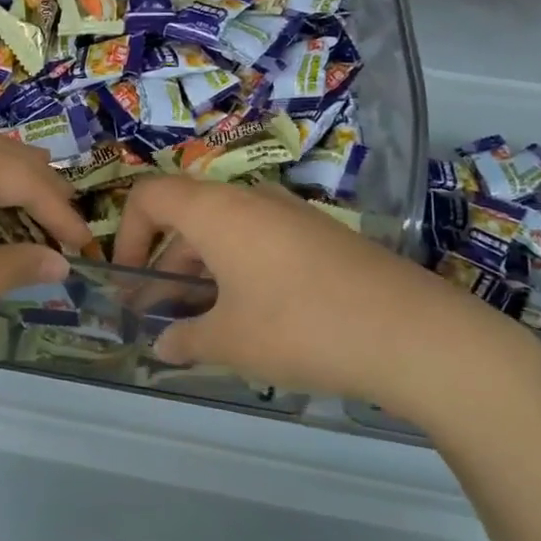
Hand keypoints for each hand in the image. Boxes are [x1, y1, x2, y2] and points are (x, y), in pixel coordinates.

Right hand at [112, 178, 540, 432]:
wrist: (413, 334)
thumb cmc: (300, 328)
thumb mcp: (230, 341)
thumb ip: (185, 339)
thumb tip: (162, 345)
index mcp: (217, 211)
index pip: (150, 196)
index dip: (127, 234)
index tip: (129, 281)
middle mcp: (252, 200)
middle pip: (188, 215)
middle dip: (164, 262)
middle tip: (159, 314)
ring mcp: (292, 215)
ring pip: (226, 231)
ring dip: (202, 270)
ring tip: (202, 324)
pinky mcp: (322, 236)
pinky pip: (262, 242)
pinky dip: (239, 271)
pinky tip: (251, 319)